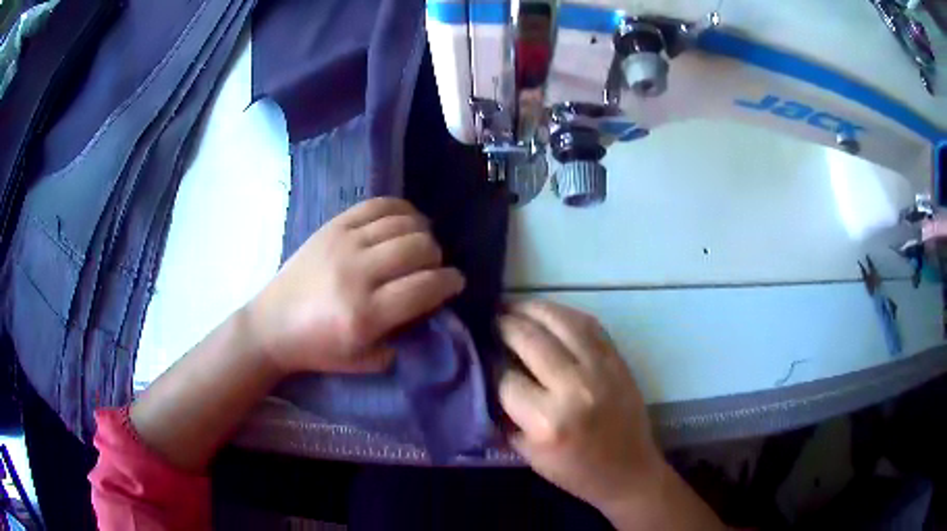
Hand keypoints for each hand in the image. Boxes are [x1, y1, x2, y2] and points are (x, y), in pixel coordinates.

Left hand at [247, 197, 464, 375]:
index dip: (450, 282)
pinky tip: (407, 220)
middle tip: (433, 266)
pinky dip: (401, 209)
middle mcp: (357, 274)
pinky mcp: (332, 226)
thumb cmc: (319, 348)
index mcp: (365, 314)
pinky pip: (377, 205)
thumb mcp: (365, 360)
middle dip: (437, 257)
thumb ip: (403, 336)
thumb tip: (429, 305)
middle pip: (418, 248)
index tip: (455, 282)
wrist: (273, 324)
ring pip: (403, 223)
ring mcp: (343, 244)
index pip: (425, 287)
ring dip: (423, 232)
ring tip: (421, 244)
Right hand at [498, 300, 663, 512]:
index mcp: (547, 421)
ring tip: (513, 307)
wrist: (629, 470)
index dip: (489, 363)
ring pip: (559, 321)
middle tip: (490, 320)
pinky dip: (563, 312)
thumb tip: (488, 374)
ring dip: (530, 308)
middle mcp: (573, 387)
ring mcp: (600, 368)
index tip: (480, 354)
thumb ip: (504, 414)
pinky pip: (588, 323)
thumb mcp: (527, 453)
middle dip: (503, 325)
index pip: (505, 377)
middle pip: (529, 339)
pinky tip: (547, 313)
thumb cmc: (574, 470)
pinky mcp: (618, 359)